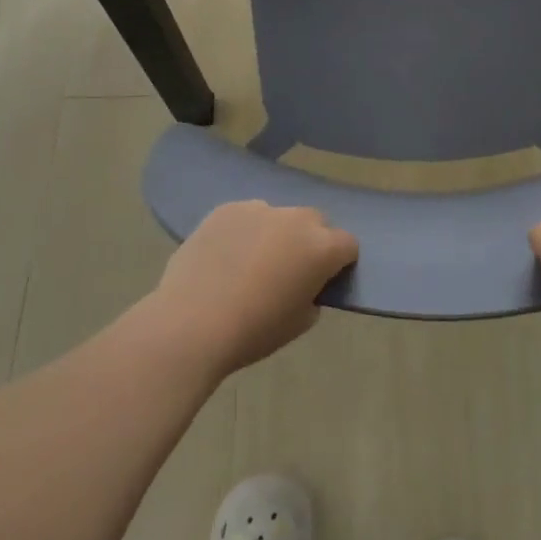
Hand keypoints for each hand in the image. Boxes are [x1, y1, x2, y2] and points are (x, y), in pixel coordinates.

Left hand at [148, 201, 358, 377]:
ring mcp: (259, 209)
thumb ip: (312, 294)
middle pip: (316, 222)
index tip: (324, 280)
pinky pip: (246, 215)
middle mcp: (295, 219)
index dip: (340, 262)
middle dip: (310, 241)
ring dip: (276, 233)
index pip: (348, 244)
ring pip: (279, 216)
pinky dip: (245, 231)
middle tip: (289, 270)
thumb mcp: (299, 323)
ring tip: (251, 262)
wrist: (192, 323)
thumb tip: (304, 283)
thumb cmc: (253, 331)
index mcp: (321, 248)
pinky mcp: (226, 208)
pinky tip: (225, 256)